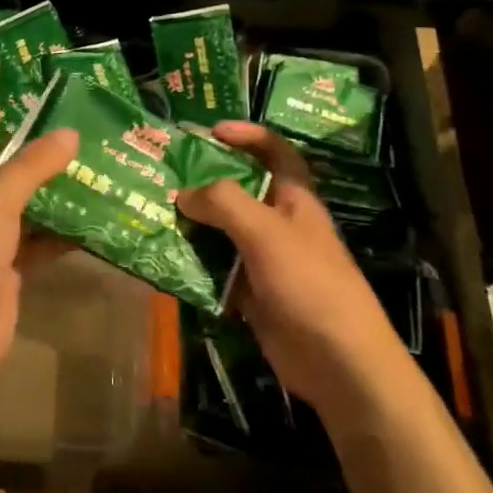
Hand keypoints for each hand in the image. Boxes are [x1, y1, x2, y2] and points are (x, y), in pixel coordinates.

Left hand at [0, 57, 77, 377]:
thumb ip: (30, 168)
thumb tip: (69, 134)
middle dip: (26, 136)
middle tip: (66, 115)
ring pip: (24, 197)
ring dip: (52, 183)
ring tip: (92, 160)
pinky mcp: (7, 264)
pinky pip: (40, 237)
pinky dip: (63, 229)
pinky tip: (95, 220)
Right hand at [177, 122, 399, 417]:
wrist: (338, 362)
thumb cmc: (309, 283)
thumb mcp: (265, 231)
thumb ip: (224, 203)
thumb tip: (184, 194)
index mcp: (295, 199)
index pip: (275, 152)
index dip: (247, 135)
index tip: (210, 131)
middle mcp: (280, 224)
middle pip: (240, 192)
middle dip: (205, 182)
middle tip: (164, 175)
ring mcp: (266, 261)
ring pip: (223, 233)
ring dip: (193, 225)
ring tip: (153, 214)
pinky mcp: (253, 294)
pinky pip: (217, 270)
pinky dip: (194, 265)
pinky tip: (164, 260)